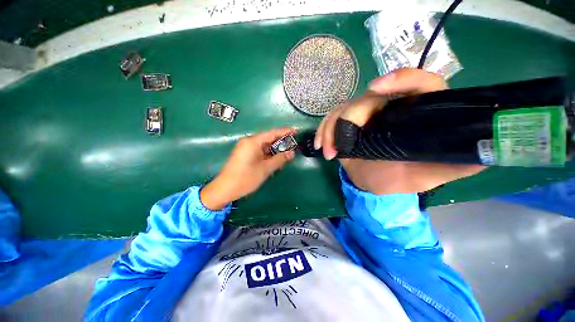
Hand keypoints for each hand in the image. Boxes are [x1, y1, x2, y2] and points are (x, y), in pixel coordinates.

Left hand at [200, 128, 295, 208]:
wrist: (225, 189)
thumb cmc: (246, 178)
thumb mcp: (266, 169)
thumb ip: (280, 159)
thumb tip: (291, 153)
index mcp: (253, 142)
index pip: (272, 133)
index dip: (285, 132)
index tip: (296, 132)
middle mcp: (249, 142)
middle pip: (268, 139)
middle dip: (281, 143)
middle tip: (293, 147)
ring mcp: (246, 148)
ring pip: (264, 146)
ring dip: (275, 151)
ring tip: (286, 156)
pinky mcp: (245, 155)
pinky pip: (259, 151)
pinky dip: (268, 155)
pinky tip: (275, 161)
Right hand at [314, 68, 484, 194]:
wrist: (373, 181)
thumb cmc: (400, 177)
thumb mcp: (428, 176)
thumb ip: (455, 165)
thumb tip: (484, 154)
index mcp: (416, 114)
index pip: (420, 84)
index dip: (400, 79)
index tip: (376, 88)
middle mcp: (390, 107)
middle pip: (368, 98)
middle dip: (349, 118)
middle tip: (340, 146)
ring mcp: (365, 114)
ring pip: (343, 109)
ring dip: (331, 130)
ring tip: (328, 152)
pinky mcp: (347, 122)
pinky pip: (331, 120)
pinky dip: (323, 131)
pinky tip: (320, 146)